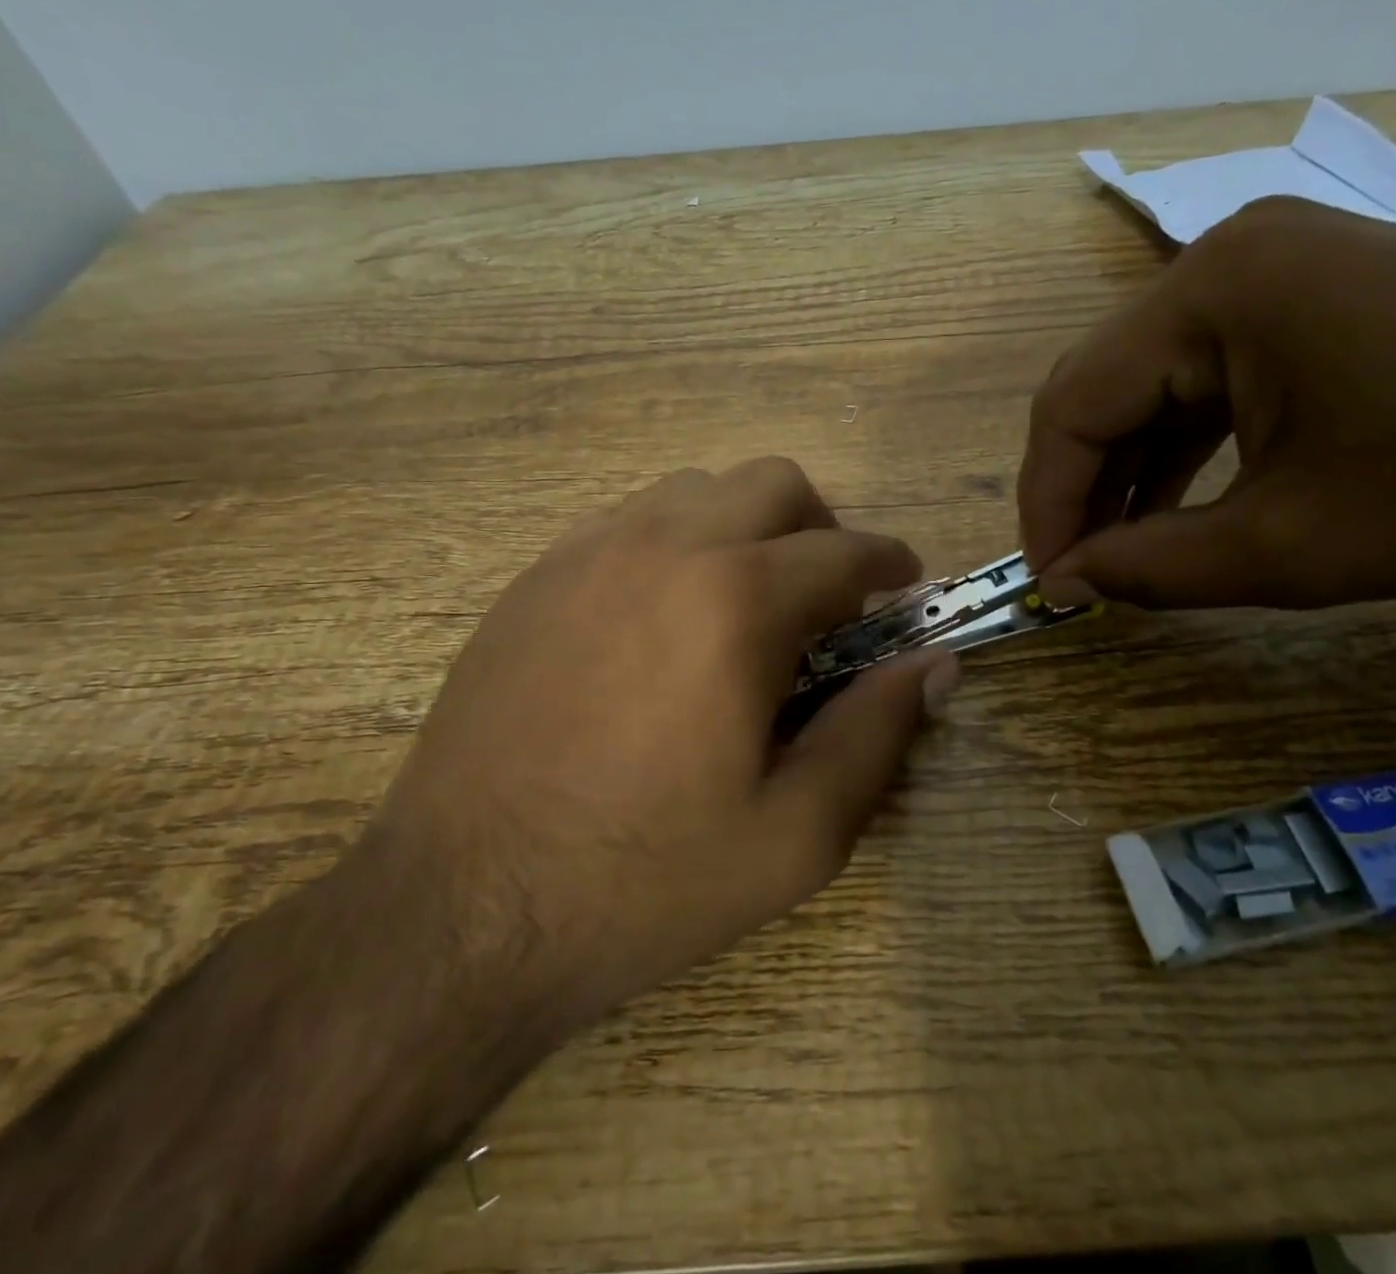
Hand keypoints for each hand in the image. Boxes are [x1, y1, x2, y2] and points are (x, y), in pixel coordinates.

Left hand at [365, 457, 956, 1030]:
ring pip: (697, 490)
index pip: (844, 552)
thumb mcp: (796, 834)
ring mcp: (587, 553)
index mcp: (736, 602)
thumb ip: (878, 732)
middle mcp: (662, 547)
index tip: (904, 586)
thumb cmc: (643, 881)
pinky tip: (665, 618)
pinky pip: (629, 521)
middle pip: (772, 483)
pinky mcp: (536, 578)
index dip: (889, 564)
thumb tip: (936, 664)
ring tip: (746, 606)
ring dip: (745, 529)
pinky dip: (676, 544)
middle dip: (820, 528)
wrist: (459, 912)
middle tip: (827, 600)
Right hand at [1019, 197, 1395, 608]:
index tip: (1047, 581)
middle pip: (1100, 385)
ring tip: (1114, 549)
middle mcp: (1221, 257)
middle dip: (1077, 486)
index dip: (1046, 502)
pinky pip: (1199, 375)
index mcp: (1212, 292)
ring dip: (1121, 470)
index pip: (1073, 405)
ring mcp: (1265, 268)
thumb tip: (1062, 585)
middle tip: (1075, 569)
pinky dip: (1173, 445)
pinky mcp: (1298, 293)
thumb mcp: (1292, 547)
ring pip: (1144, 383)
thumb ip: (1151, 569)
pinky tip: (1167, 505)